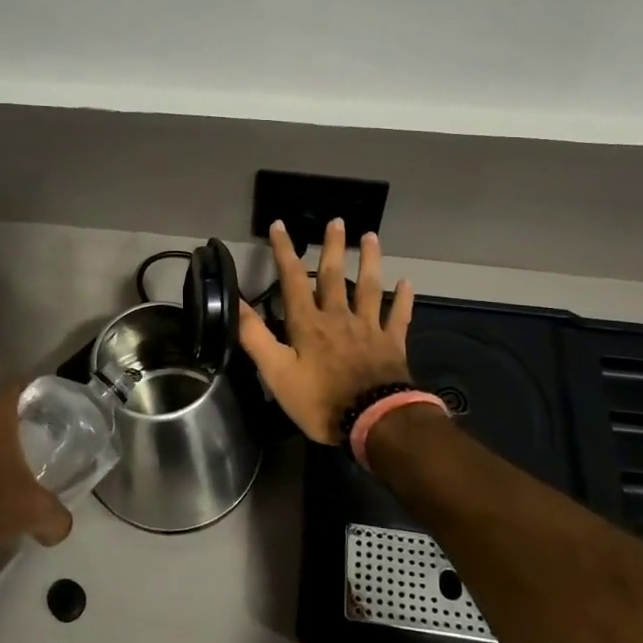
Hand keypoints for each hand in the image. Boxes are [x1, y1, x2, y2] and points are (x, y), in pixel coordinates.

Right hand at [238, 219, 414, 445]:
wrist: (374, 421)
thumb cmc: (320, 400)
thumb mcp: (277, 373)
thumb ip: (255, 337)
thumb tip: (235, 303)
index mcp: (308, 323)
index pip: (293, 279)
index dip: (284, 251)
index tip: (280, 225)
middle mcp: (338, 317)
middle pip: (334, 276)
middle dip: (332, 247)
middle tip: (337, 220)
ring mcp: (368, 328)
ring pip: (369, 287)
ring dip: (369, 261)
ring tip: (371, 236)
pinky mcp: (392, 344)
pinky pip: (398, 316)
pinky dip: (402, 299)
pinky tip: (407, 283)